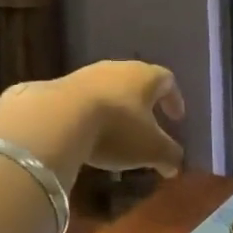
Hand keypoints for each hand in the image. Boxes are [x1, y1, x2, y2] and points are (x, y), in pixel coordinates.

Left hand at [0, 62, 185, 186]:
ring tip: (115, 133)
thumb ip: (169, 155)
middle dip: (143, 103)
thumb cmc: (116, 129)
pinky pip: (82, 100)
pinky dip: (89, 115)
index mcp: (145, 76)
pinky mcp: (59, 87)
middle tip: (147, 124)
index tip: (176, 118)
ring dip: (115, 108)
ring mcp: (85, 75)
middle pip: (136, 81)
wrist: (57, 119)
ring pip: (108, 89)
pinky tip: (86, 134)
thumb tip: (176, 165)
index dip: (174, 99)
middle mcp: (117, 68)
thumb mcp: (151, 149)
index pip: (167, 80)